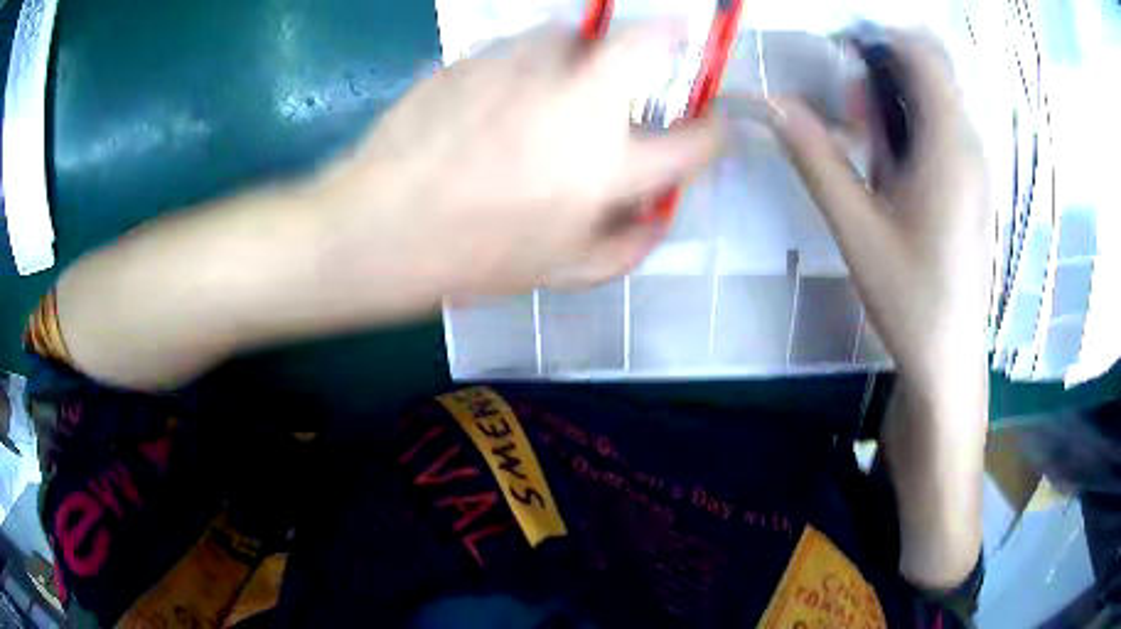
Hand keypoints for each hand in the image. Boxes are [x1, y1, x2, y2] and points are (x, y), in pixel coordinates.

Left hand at [319, 23, 720, 296]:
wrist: (382, 228)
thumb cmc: (474, 257)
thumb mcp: (561, 271)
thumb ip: (627, 246)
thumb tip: (661, 215)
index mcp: (606, 168)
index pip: (696, 141)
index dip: (713, 131)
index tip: (710, 125)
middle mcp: (575, 104)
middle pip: (647, 41)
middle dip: (672, 33)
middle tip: (676, 32)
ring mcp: (521, 70)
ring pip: (576, 32)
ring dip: (585, 48)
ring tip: (564, 75)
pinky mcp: (475, 58)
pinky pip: (518, 45)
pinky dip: (528, 58)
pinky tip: (506, 87)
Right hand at [758, 29, 989, 588]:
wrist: (948, 359)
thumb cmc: (909, 297)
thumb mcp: (856, 227)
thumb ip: (815, 156)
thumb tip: (770, 102)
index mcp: (949, 146)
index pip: (922, 52)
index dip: (878, 36)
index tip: (838, 51)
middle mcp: (970, 145)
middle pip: (931, 68)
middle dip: (884, 66)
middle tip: (850, 110)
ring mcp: (975, 167)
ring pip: (937, 98)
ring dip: (895, 97)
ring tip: (864, 141)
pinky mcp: (972, 186)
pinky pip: (943, 128)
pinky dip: (911, 124)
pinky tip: (890, 167)